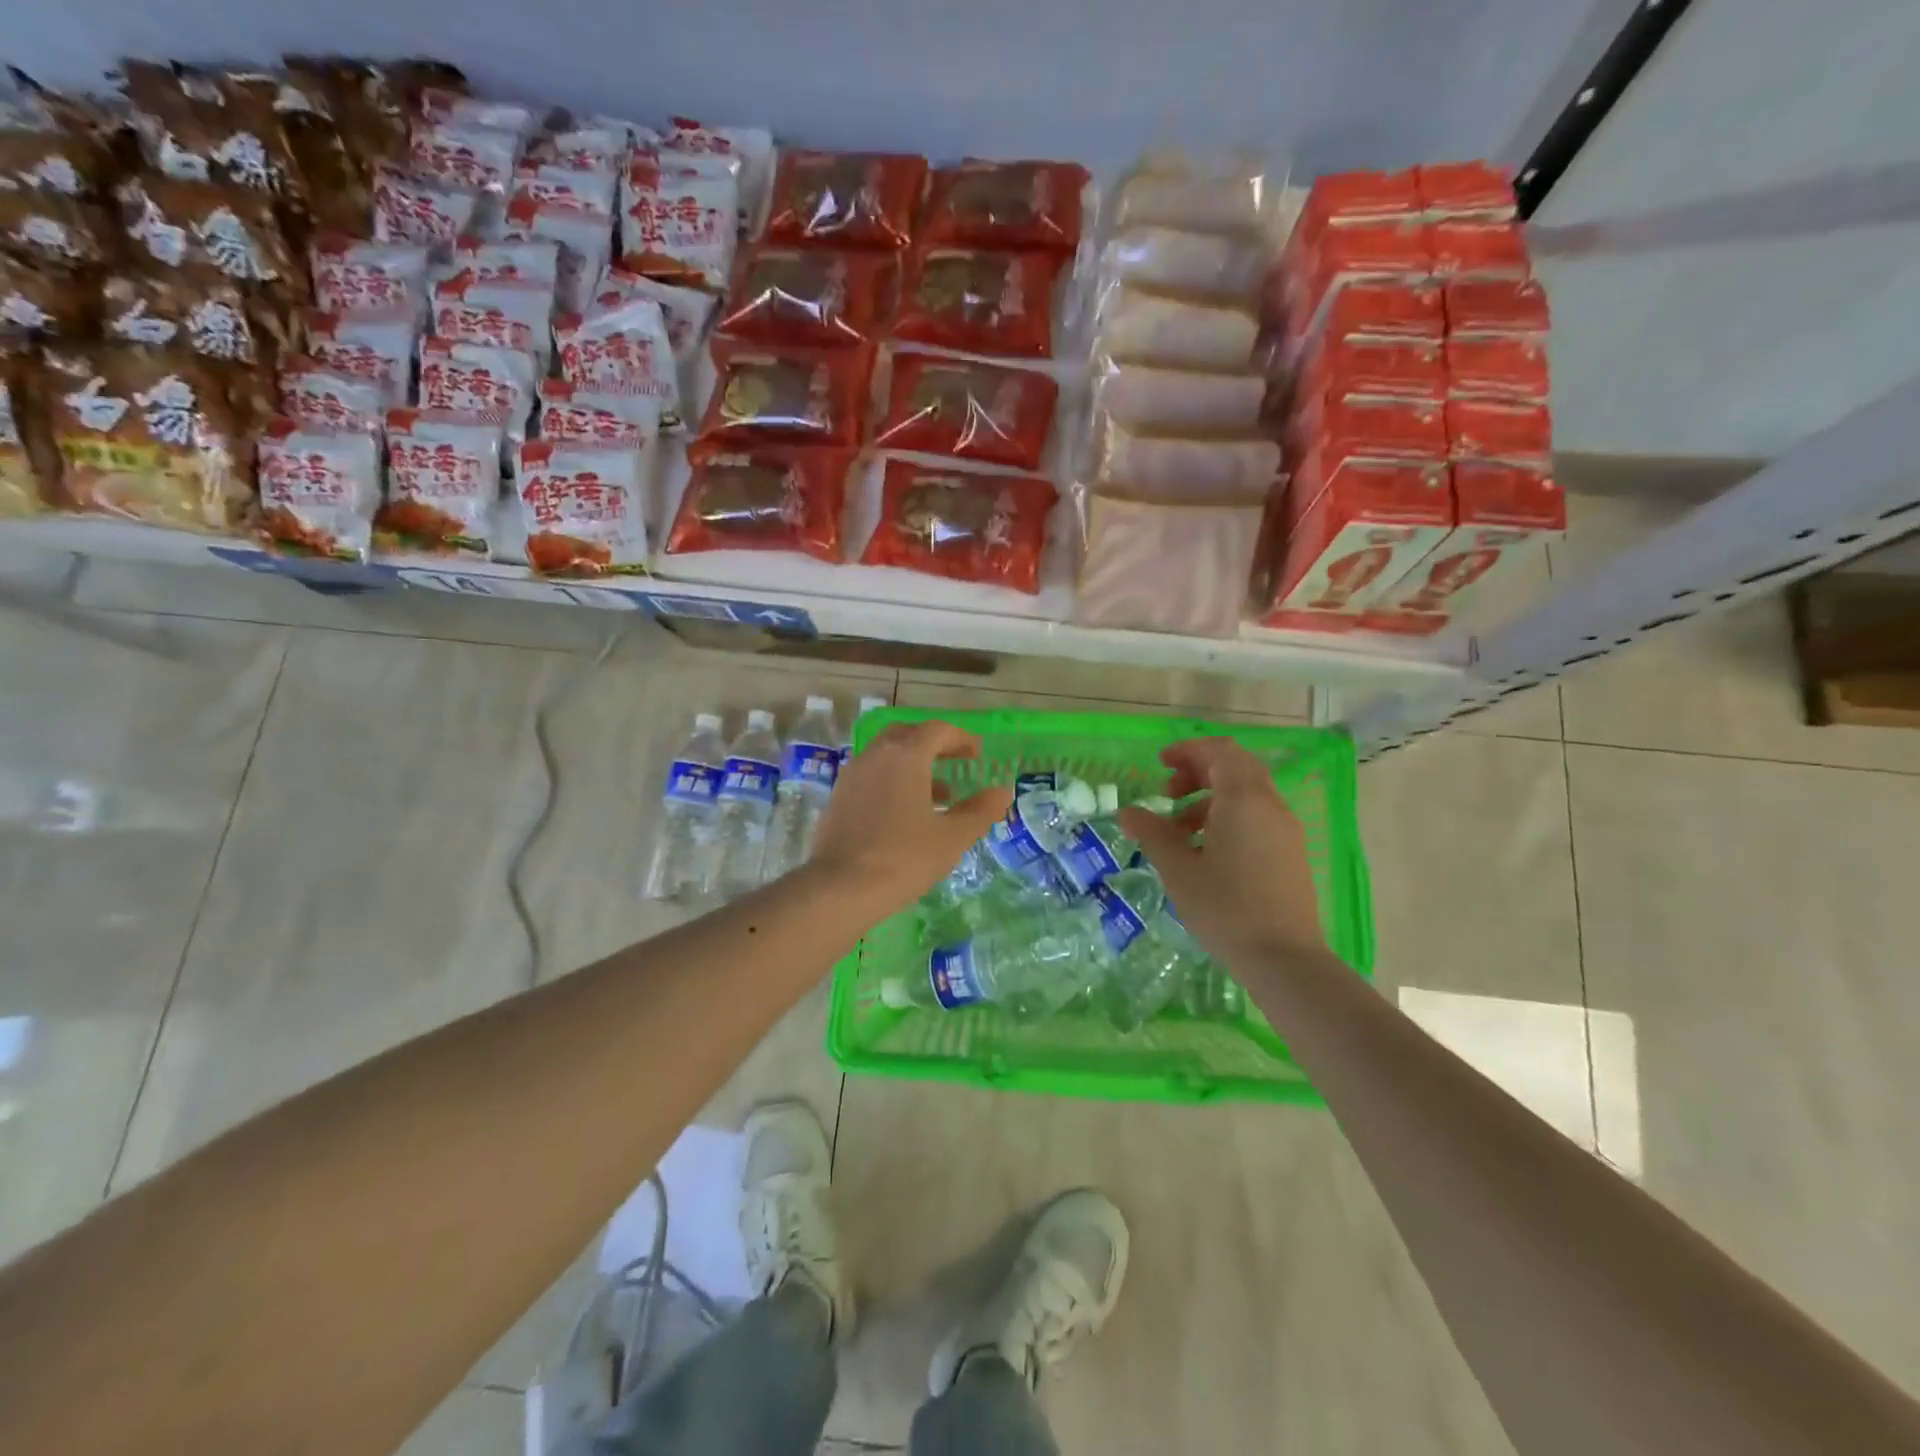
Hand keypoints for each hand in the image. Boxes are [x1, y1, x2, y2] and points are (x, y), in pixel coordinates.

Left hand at [808, 720, 1012, 915]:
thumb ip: (980, 810)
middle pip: (907, 735)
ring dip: (913, 765)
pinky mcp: (838, 797)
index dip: (961, 738)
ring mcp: (852, 775)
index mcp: (905, 756)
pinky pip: (871, 775)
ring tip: (938, 795)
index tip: (977, 754)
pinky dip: (892, 781)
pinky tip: (905, 813)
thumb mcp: (952, 837)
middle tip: (955, 763)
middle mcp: (876, 755)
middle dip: (933, 744)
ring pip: (886, 755)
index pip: (937, 730)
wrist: (840, 888)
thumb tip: (1002, 792)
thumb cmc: (904, 857)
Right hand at [1117, 737, 1325, 961]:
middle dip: (1198, 771)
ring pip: (1247, 793)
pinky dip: (1229, 816)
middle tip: (1168, 792)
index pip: (1219, 752)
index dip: (1188, 751)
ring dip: (1211, 797)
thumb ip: (1152, 833)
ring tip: (1180, 829)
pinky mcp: (1291, 852)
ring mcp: (1286, 829)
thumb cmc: (1225, 908)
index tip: (1160, 765)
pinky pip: (1258, 816)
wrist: (1284, 959)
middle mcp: (1270, 805)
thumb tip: (1128, 812)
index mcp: (1244, 800)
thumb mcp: (1178, 870)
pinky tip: (1207, 851)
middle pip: (1236, 767)